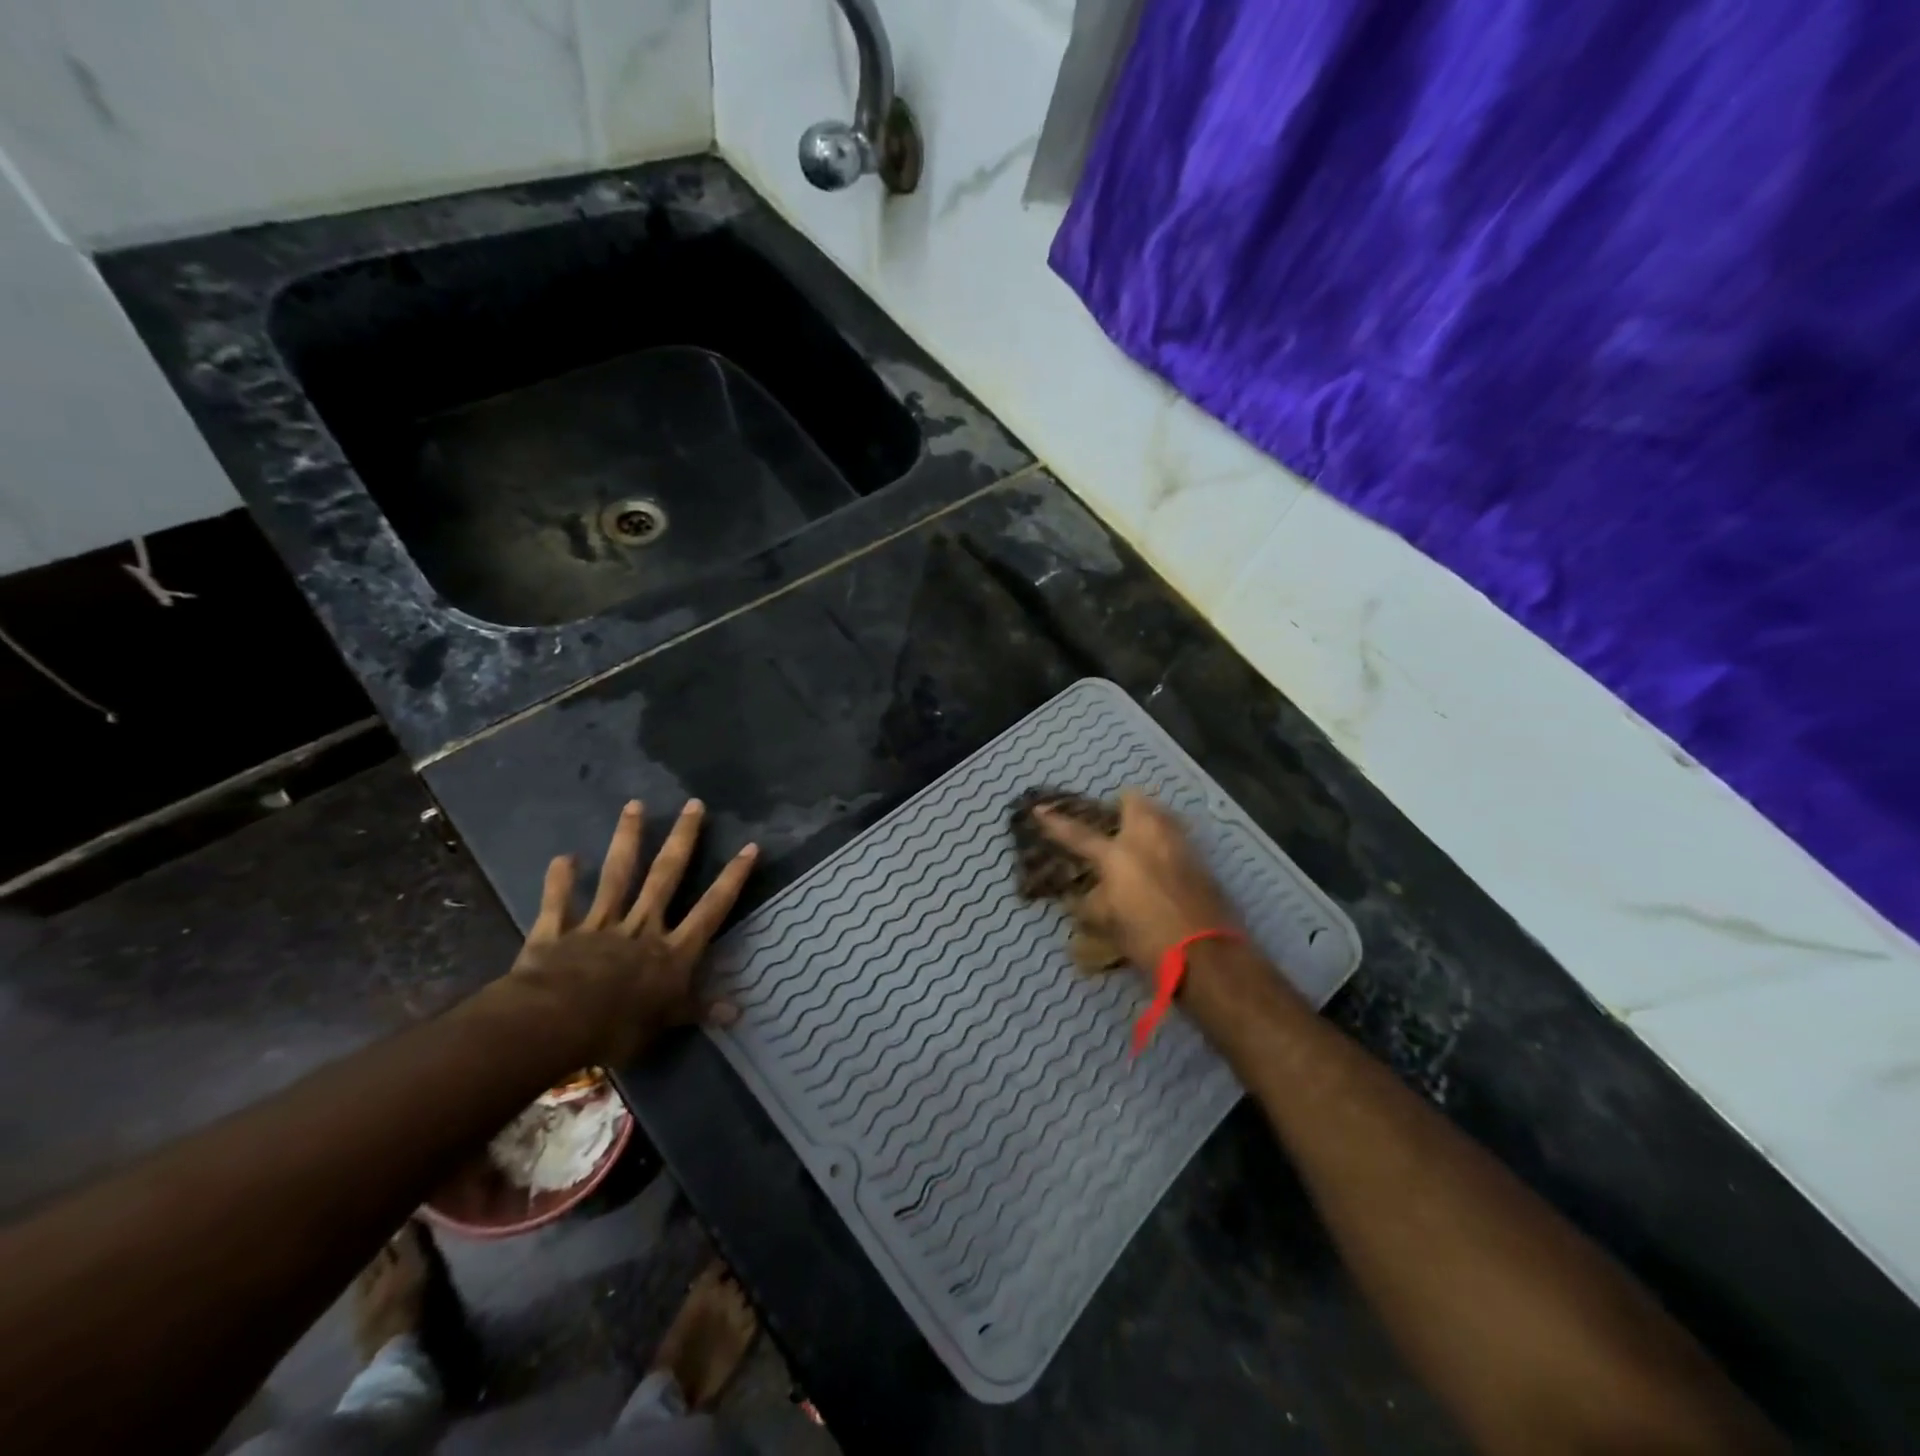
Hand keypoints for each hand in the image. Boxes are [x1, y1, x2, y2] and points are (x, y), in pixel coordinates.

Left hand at [509, 799, 757, 1064]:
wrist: (557, 1022)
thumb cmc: (620, 1026)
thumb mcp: (667, 1022)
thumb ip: (699, 1010)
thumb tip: (738, 1012)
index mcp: (672, 950)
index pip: (711, 908)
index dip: (732, 878)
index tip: (749, 847)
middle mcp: (642, 926)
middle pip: (666, 876)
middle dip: (683, 839)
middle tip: (694, 804)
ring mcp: (600, 924)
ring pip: (618, 876)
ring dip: (627, 839)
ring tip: (635, 804)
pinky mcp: (559, 932)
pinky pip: (560, 903)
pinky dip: (560, 881)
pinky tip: (563, 857)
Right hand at [1035, 790, 1237, 973]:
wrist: (1205, 954)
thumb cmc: (1147, 938)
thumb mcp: (1108, 923)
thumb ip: (1092, 903)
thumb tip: (1082, 896)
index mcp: (1117, 855)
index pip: (1078, 835)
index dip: (1056, 823)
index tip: (1040, 809)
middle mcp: (1149, 839)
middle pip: (1135, 802)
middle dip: (1123, 804)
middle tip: (1113, 820)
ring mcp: (1179, 845)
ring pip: (1162, 815)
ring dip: (1148, 819)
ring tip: (1139, 838)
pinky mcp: (1201, 860)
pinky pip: (1178, 837)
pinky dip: (1167, 842)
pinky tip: (1163, 862)